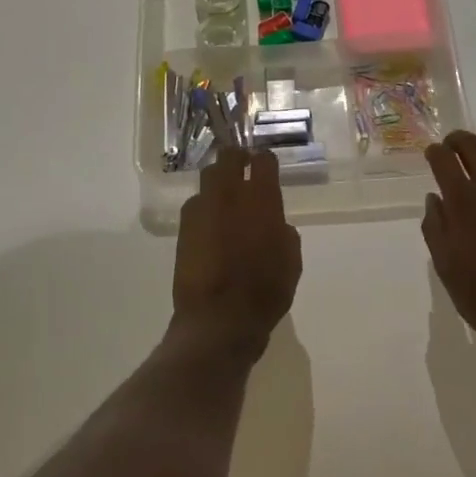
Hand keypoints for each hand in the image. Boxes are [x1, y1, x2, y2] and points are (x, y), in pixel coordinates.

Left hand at [174, 147, 302, 361]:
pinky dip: (204, 207)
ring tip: (224, 197)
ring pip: (208, 177)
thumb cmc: (265, 292)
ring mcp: (203, 208)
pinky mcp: (184, 226)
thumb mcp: (291, 262)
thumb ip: (284, 233)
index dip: (265, 160)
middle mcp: (230, 194)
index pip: (264, 161)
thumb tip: (276, 225)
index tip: (266, 165)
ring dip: (218, 181)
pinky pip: (195, 204)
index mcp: (262, 200)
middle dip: (237, 158)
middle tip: (243, 168)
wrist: (219, 319)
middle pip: (229, 157)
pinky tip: (210, 224)